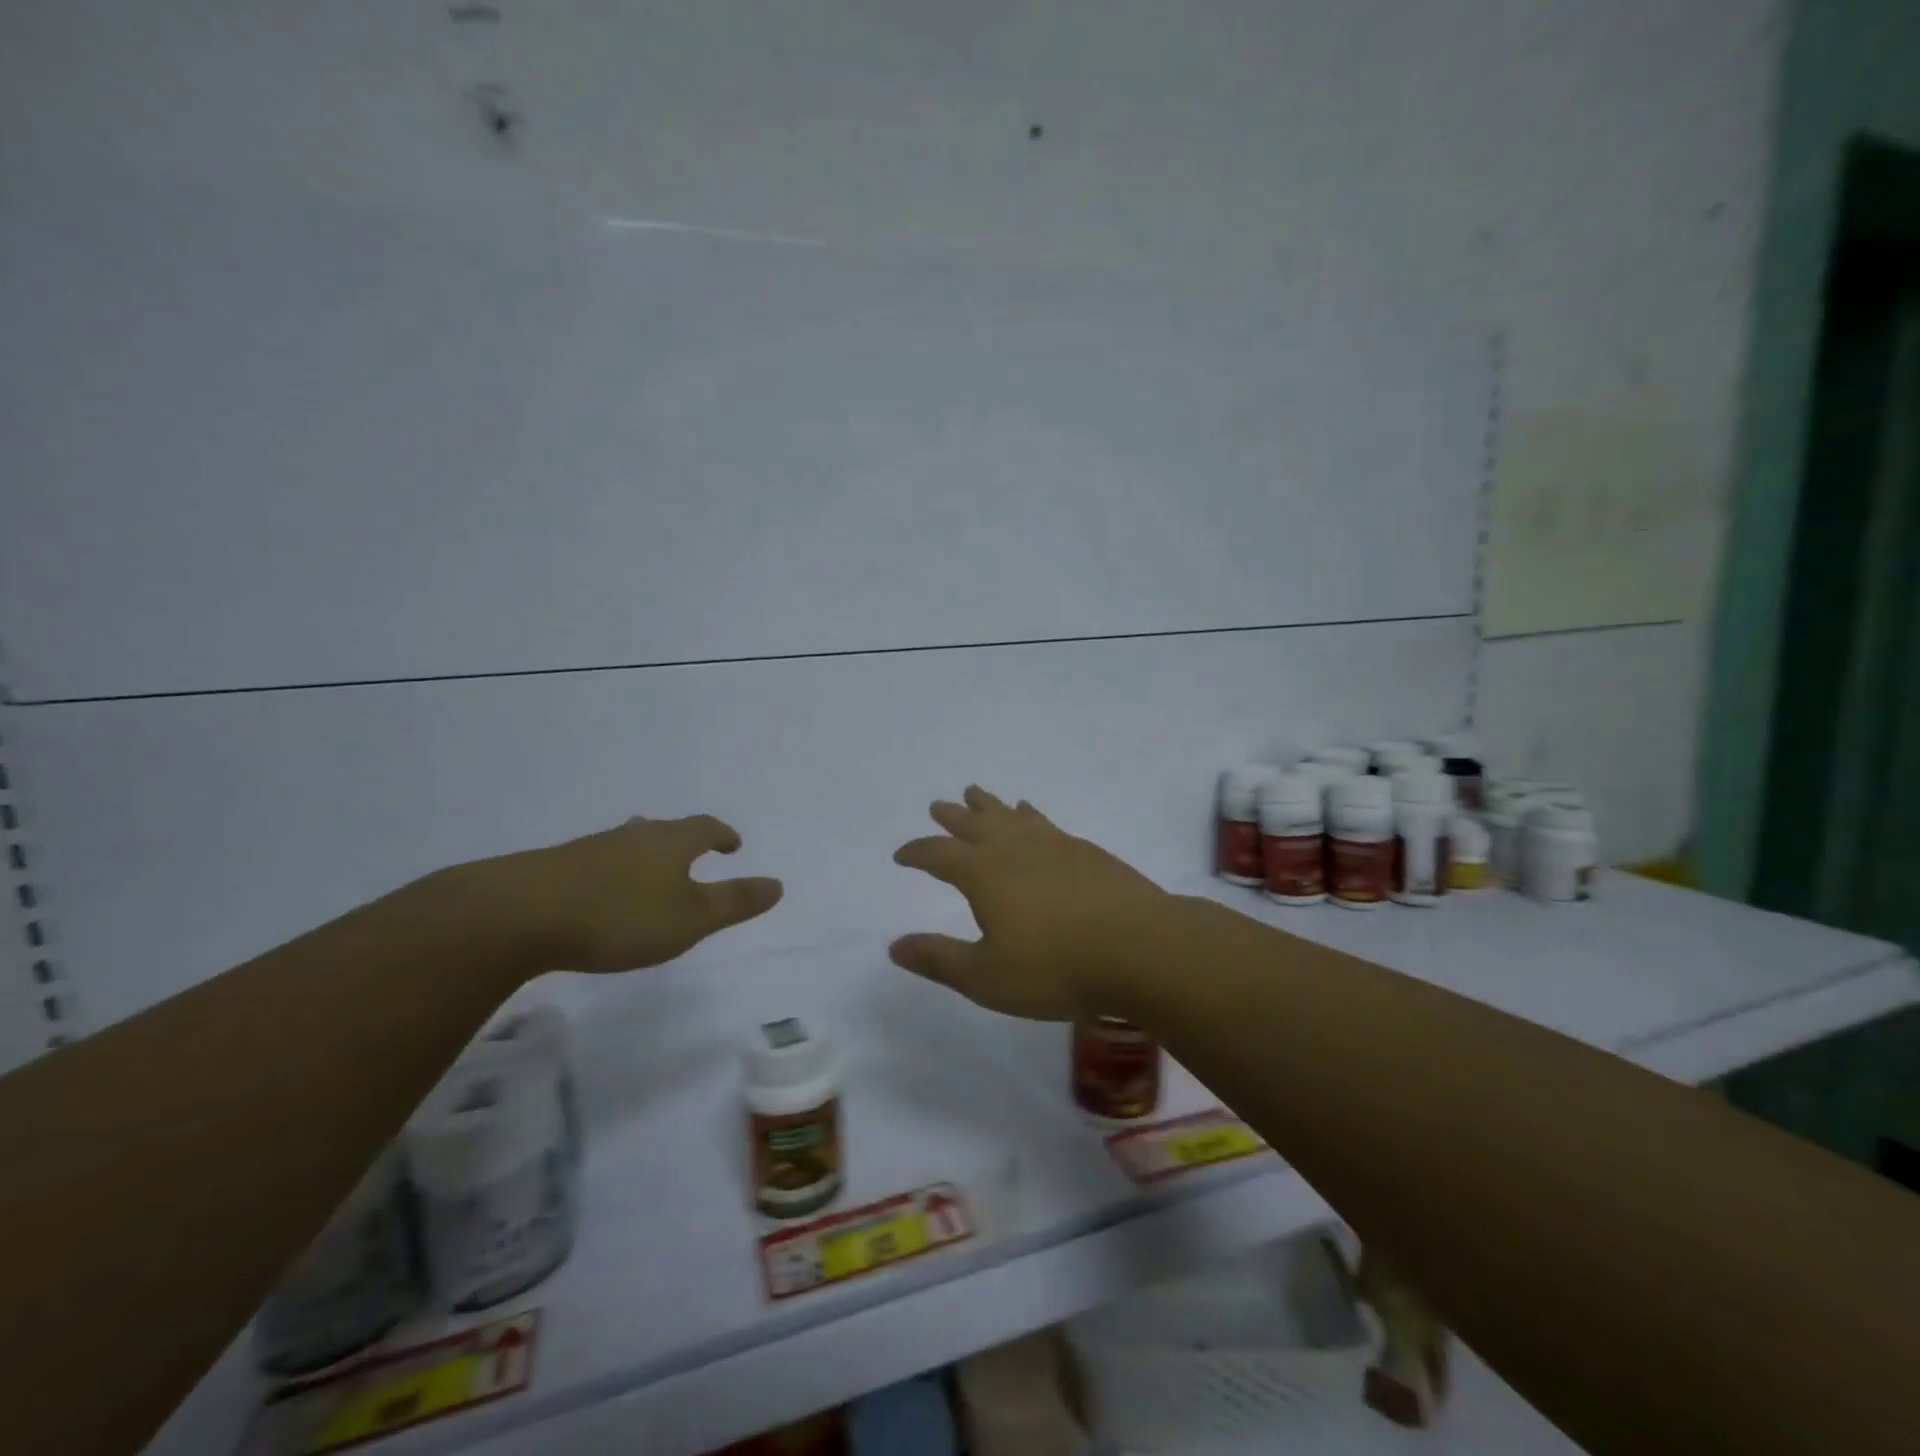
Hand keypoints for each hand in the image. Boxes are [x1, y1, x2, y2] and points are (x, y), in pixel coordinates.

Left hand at [454, 815, 783, 973]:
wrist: (519, 915)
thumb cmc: (621, 917)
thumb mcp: (690, 919)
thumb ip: (734, 903)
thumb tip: (777, 884)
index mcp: (670, 843)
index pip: (705, 828)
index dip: (722, 835)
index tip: (734, 844)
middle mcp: (633, 836)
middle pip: (664, 830)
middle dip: (682, 841)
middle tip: (692, 853)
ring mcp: (591, 849)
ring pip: (628, 844)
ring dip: (644, 855)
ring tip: (648, 871)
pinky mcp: (555, 868)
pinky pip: (597, 862)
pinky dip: (612, 873)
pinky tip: (601, 894)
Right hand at [890, 786, 1169, 1019]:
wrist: (1140, 948)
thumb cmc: (1055, 968)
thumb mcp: (986, 977)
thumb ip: (939, 959)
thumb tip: (894, 946)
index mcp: (983, 873)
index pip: (938, 855)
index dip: (917, 852)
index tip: (901, 854)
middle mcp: (1014, 848)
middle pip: (974, 824)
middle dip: (952, 817)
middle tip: (938, 804)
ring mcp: (1053, 844)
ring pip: (1010, 815)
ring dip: (989, 805)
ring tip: (976, 793)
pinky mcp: (1085, 851)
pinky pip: (1044, 822)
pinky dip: (1029, 814)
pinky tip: (1031, 814)